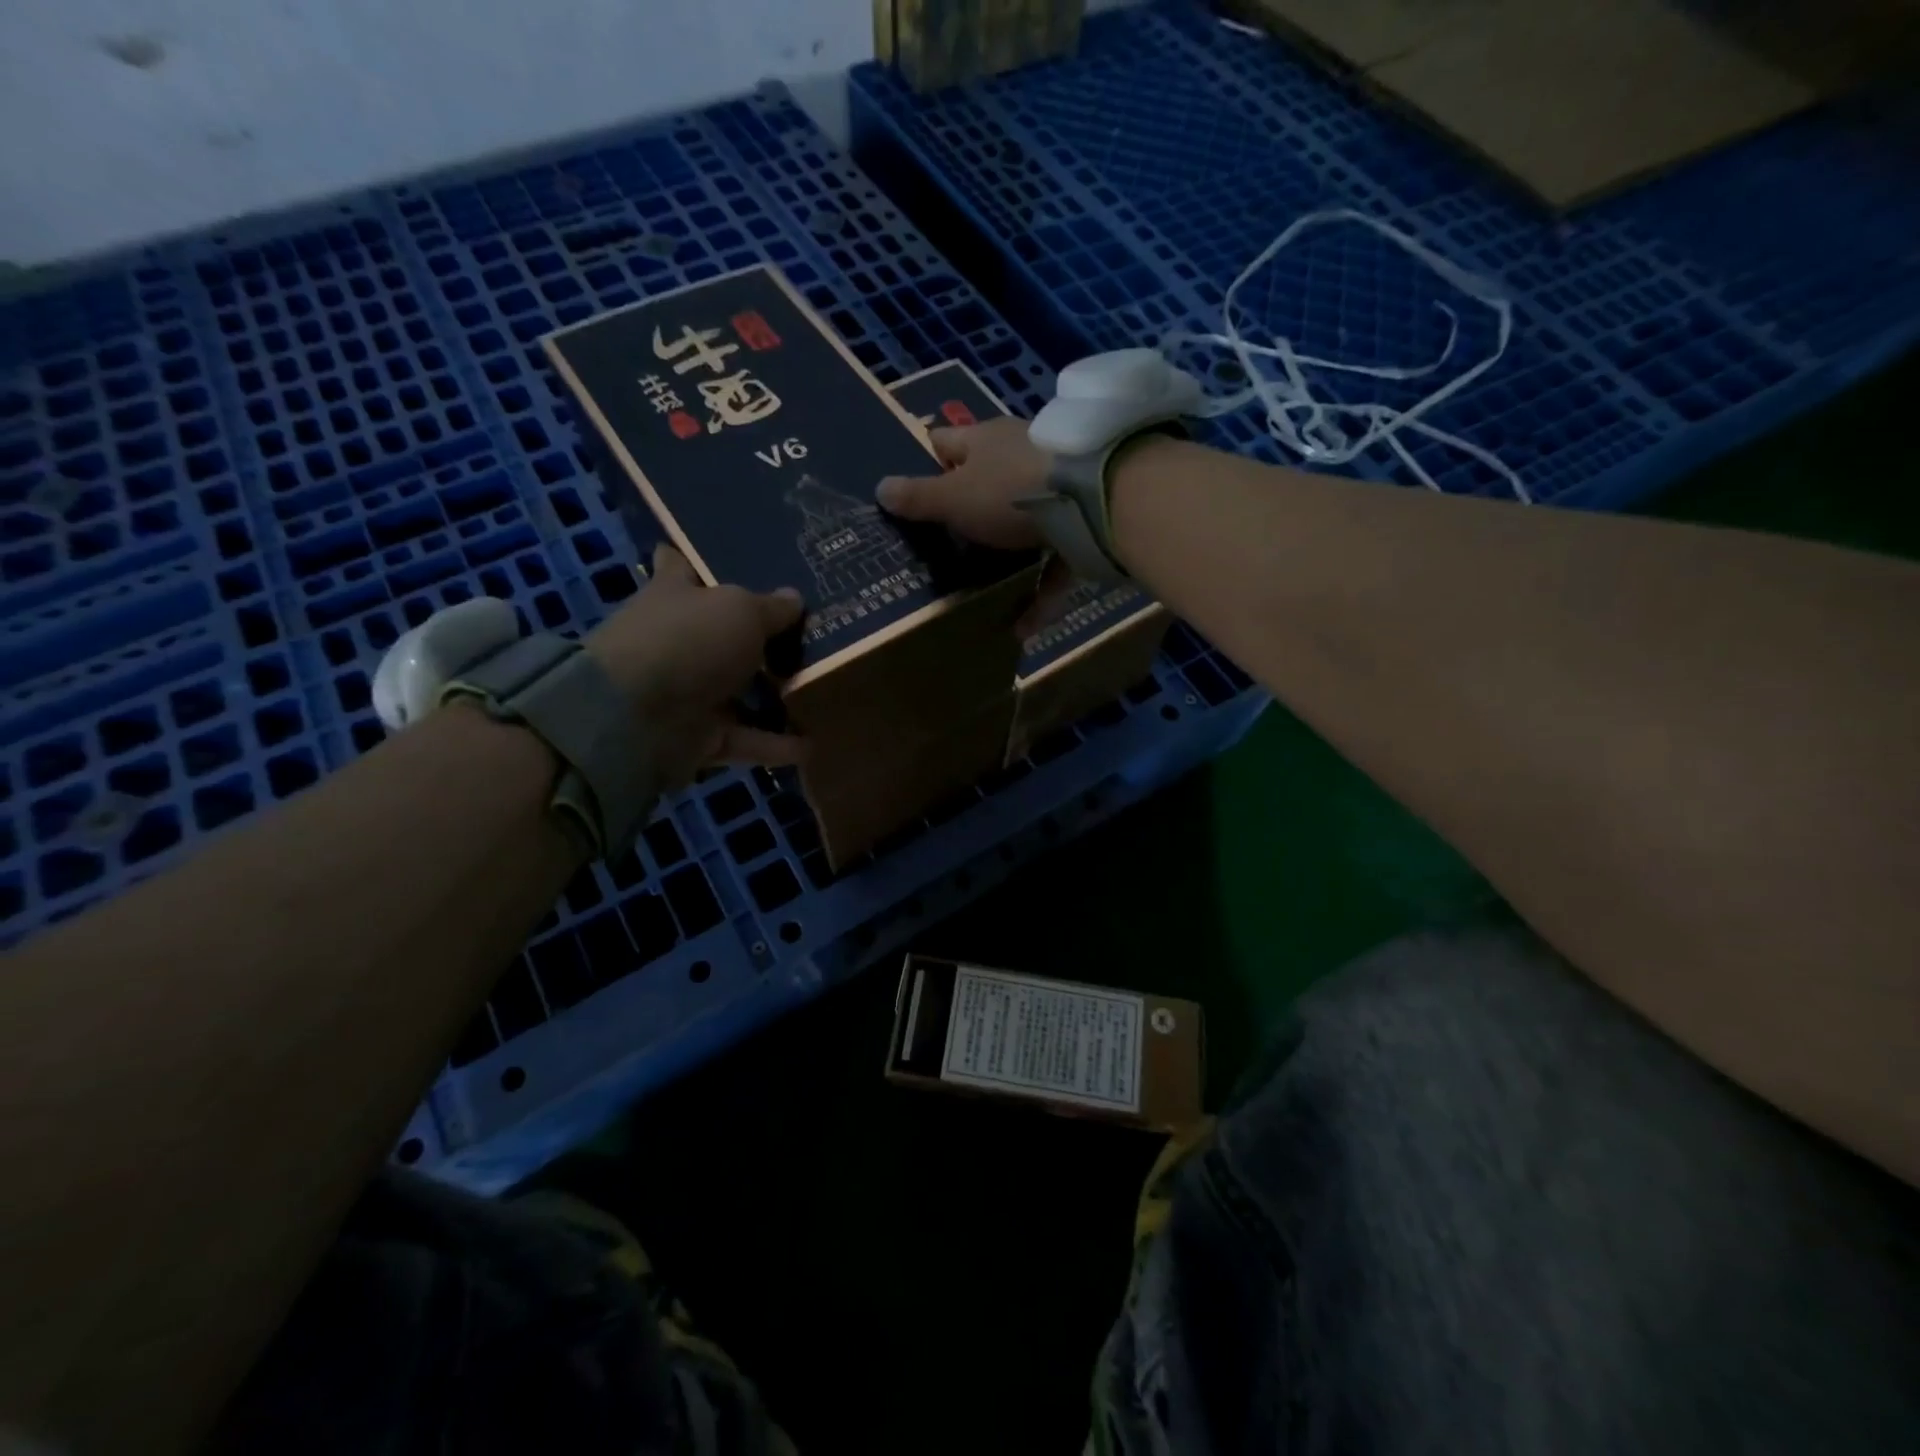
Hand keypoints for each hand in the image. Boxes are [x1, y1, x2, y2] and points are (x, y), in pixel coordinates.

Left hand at [586, 544, 805, 785]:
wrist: (637, 719)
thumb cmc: (687, 642)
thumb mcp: (740, 611)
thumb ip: (771, 608)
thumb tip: (795, 598)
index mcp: (674, 594)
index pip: (681, 566)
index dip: (699, 559)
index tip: (733, 556)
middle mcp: (678, 640)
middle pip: (721, 633)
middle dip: (760, 634)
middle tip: (813, 629)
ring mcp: (687, 691)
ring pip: (739, 691)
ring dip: (775, 694)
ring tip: (824, 689)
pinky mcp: (698, 736)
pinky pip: (745, 738)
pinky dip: (775, 744)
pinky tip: (813, 744)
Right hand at [878, 416, 1089, 638]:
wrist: (1095, 499)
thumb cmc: (1009, 491)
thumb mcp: (953, 499)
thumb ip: (918, 498)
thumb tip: (880, 488)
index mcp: (985, 442)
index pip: (945, 442)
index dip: (927, 460)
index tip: (914, 487)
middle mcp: (1022, 457)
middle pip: (989, 479)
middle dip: (971, 508)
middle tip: (949, 543)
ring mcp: (1056, 489)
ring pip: (1026, 522)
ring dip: (1010, 554)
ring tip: (989, 588)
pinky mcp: (1083, 522)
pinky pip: (1056, 560)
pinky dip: (1042, 592)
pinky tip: (1026, 627)